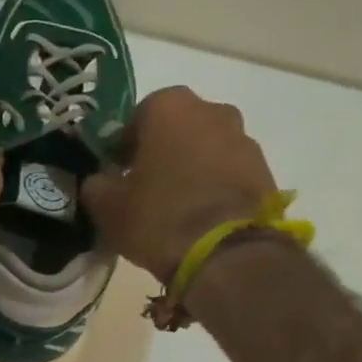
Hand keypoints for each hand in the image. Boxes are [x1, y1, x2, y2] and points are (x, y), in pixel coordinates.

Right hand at [81, 86, 276, 280]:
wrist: (227, 254)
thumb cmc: (159, 217)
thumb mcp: (108, 206)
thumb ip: (97, 185)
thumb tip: (99, 181)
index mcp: (170, 107)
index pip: (139, 116)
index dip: (125, 145)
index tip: (118, 171)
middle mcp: (212, 111)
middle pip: (178, 128)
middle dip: (163, 150)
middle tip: (147, 186)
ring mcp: (244, 139)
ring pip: (207, 148)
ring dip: (192, 167)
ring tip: (178, 206)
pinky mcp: (265, 171)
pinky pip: (229, 171)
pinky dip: (215, 185)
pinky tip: (202, 216)